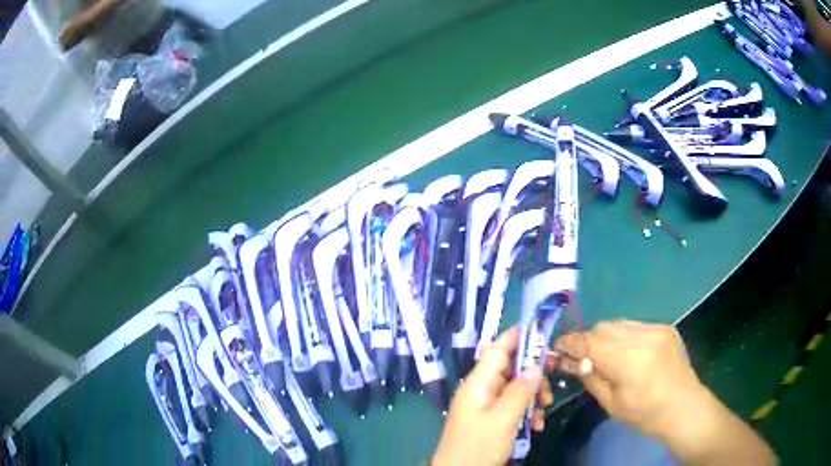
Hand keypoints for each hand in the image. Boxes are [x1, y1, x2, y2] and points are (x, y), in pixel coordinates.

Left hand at [432, 327, 551, 465]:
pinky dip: (528, 412)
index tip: (543, 330)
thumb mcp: (503, 418)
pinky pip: (514, 407)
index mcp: (478, 383)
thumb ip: (520, 390)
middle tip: (552, 383)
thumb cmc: (478, 445)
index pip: (497, 349)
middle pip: (511, 369)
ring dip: (533, 396)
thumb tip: (535, 365)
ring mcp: (486, 406)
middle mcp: (482, 390)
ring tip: (543, 411)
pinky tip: (536, 426)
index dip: (518, 336)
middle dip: (534, 374)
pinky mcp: (492, 420)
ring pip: (516, 389)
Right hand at [552, 321, 705, 440]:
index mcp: (628, 361)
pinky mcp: (665, 327)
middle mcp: (643, 337)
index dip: (571, 343)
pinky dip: (623, 335)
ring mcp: (657, 329)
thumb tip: (569, 361)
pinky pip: (635, 325)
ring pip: (618, 323)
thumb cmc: (645, 414)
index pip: (590, 343)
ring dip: (605, 336)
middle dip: (587, 339)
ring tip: (603, 353)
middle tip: (580, 355)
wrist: (683, 406)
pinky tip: (626, 351)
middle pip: (603, 328)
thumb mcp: (612, 403)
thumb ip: (591, 378)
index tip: (557, 347)